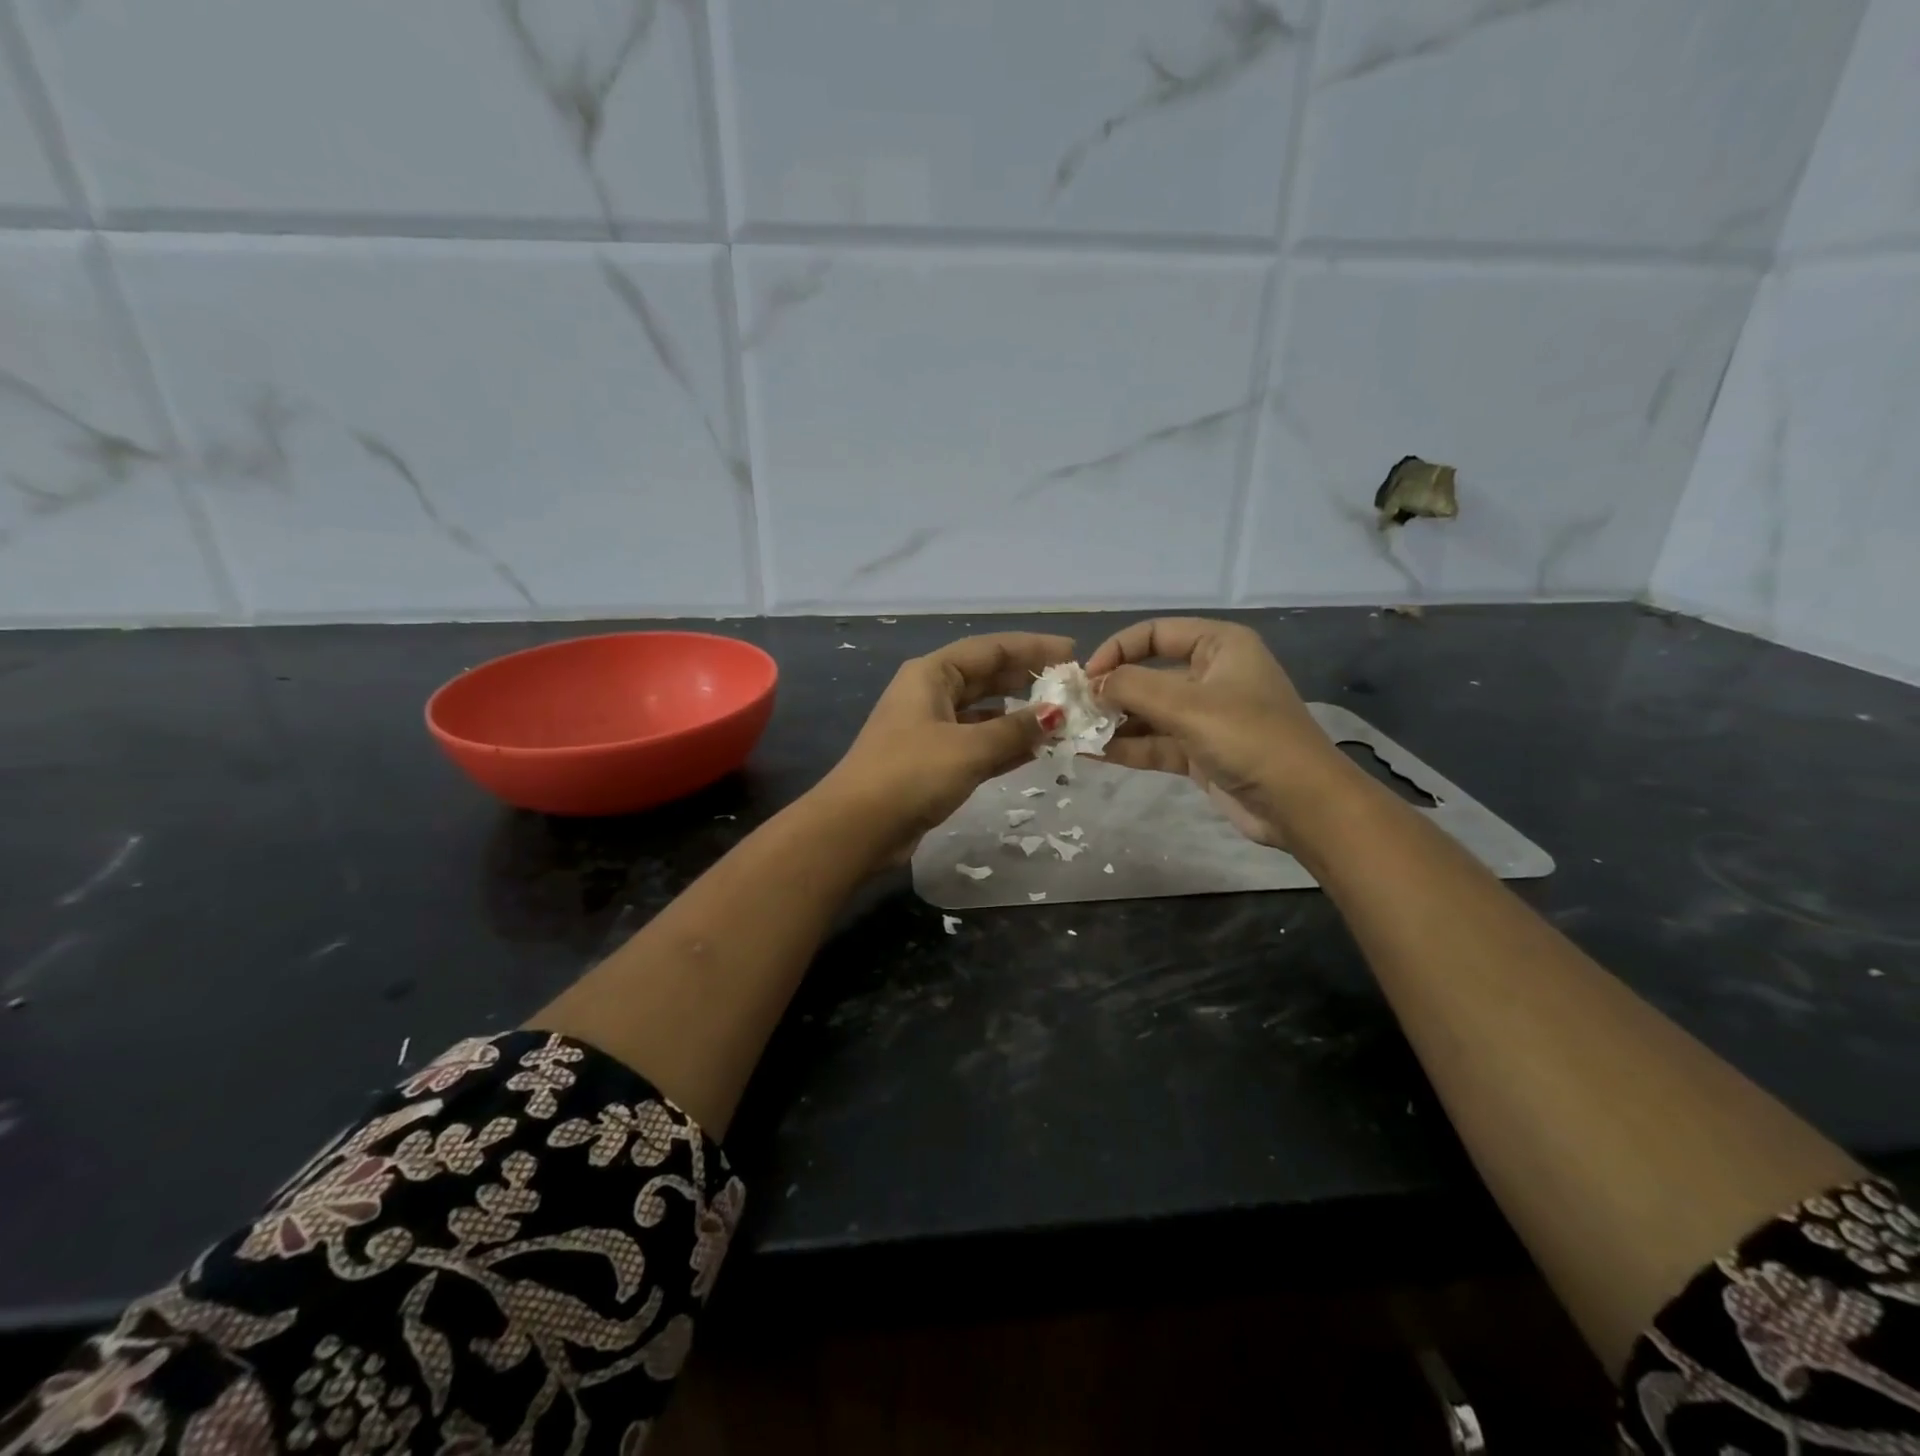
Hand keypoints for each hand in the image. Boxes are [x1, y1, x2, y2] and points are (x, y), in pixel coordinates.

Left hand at [819, 632, 1073, 866]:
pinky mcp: (933, 762)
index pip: (990, 649)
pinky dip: (1004, 744)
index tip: (1072, 653)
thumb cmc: (912, 774)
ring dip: (1019, 716)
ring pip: (984, 713)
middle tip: (1071, 687)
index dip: (1032, 648)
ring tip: (1061, 719)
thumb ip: (1015, 729)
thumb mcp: (969, 748)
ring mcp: (930, 729)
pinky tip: (1036, 750)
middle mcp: (930, 694)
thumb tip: (1055, 715)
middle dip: (1028, 680)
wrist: (859, 827)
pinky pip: (977, 743)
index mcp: (932, 674)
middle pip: (987, 677)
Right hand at [1085, 618, 1337, 847]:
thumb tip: (1089, 684)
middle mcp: (1211, 675)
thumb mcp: (1187, 705)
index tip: (1087, 675)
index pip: (1156, 633)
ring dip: (1112, 722)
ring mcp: (1205, 717)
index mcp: (1220, 646)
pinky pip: (1154, 743)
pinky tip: (1090, 752)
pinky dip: (1126, 747)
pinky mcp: (1199, 753)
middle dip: (1110, 690)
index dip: (1118, 649)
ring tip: (1073, 733)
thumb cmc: (1249, 738)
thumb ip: (1132, 688)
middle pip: (1148, 674)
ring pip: (1148, 712)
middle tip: (1071, 708)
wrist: (1301, 805)